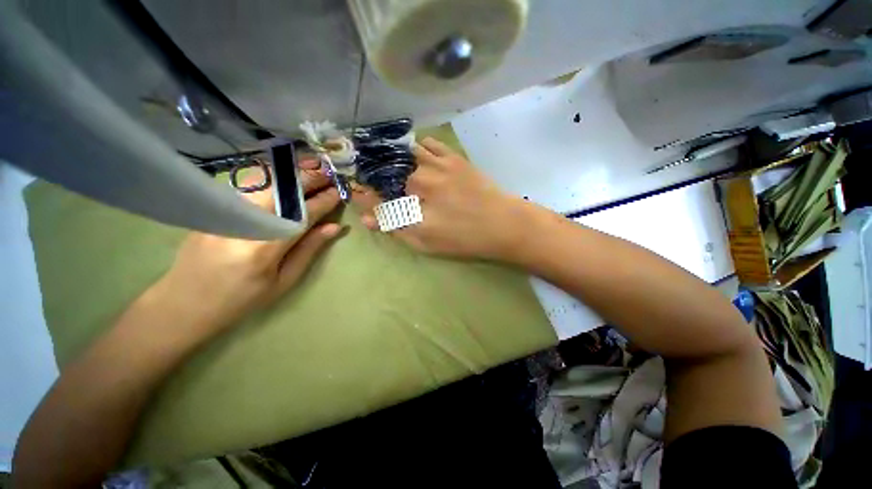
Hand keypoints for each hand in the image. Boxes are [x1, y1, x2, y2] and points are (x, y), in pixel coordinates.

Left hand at [149, 160, 343, 336]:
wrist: (184, 303)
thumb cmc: (242, 299)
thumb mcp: (284, 281)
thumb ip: (309, 249)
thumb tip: (334, 227)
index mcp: (264, 248)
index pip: (302, 215)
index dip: (323, 202)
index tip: (339, 192)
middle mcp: (243, 223)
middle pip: (281, 193)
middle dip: (308, 180)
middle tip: (329, 173)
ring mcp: (224, 213)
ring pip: (263, 184)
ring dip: (290, 174)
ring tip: (311, 167)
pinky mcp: (213, 209)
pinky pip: (248, 187)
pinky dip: (270, 177)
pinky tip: (284, 174)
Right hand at [352, 137, 532, 259]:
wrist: (502, 224)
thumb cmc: (463, 239)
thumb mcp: (426, 242)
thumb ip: (396, 228)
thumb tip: (366, 218)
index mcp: (410, 202)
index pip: (376, 195)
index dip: (364, 195)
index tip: (359, 194)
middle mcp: (418, 178)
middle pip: (387, 172)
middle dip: (379, 178)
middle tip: (382, 185)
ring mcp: (436, 164)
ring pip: (405, 152)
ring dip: (396, 159)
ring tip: (398, 169)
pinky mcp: (453, 157)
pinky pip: (429, 143)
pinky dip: (418, 147)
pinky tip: (419, 156)